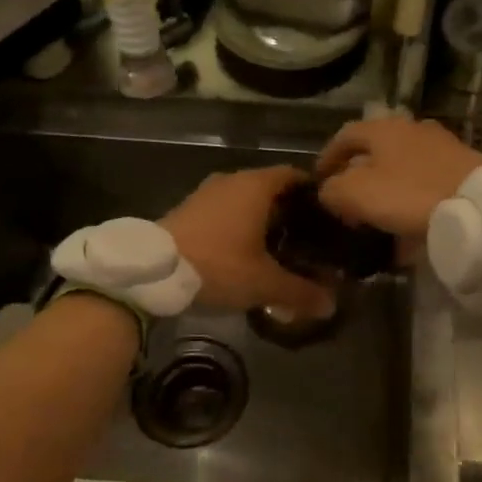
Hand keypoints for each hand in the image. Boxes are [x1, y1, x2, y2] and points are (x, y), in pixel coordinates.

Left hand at [161, 166, 336, 315]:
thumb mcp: (263, 283)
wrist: (151, 272)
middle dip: (289, 211)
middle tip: (307, 237)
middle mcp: (232, 179)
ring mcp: (207, 192)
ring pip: (244, 199)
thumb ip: (300, 292)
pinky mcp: (188, 208)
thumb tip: (330, 306)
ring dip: (260, 219)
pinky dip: (237, 225)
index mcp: (256, 185)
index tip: (327, 215)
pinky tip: (243, 251)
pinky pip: (223, 210)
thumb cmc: (217, 265)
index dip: (313, 192)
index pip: (294, 175)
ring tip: (278, 247)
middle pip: (270, 188)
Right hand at [315, 119, 481, 237]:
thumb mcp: (357, 193)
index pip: (345, 135)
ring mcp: (442, 148)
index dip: (327, 157)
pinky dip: (411, 204)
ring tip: (376, 220)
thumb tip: (329, 191)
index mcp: (384, 128)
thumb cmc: (410, 195)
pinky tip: (409, 232)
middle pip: (375, 151)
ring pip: (402, 169)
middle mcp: (413, 130)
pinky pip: (426, 186)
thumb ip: (333, 190)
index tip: (318, 181)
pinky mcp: (463, 171)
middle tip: (346, 203)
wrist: (481, 208)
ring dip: (386, 192)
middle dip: (358, 176)